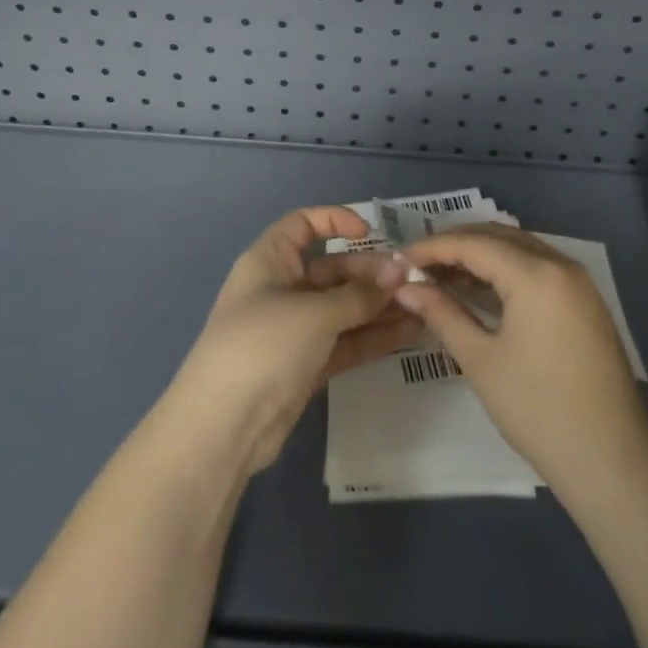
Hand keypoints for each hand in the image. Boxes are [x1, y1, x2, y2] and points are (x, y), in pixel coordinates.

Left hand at [169, 206, 422, 473]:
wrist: (224, 426)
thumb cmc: (263, 345)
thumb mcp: (314, 313)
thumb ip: (359, 295)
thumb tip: (399, 271)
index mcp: (270, 261)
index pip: (302, 225)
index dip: (334, 221)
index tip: (370, 232)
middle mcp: (282, 289)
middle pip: (332, 269)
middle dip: (371, 273)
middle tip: (411, 281)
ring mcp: (295, 329)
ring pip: (344, 308)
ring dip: (379, 306)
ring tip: (423, 306)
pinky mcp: (307, 364)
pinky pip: (345, 340)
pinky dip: (373, 336)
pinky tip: (409, 333)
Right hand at [396, 226, 647, 489]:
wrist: (611, 460)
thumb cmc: (537, 410)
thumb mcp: (480, 360)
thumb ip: (442, 314)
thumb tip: (406, 289)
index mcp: (536, 275)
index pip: (474, 244)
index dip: (433, 247)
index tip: (399, 258)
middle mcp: (560, 264)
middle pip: (499, 237)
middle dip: (456, 244)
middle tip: (418, 263)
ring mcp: (578, 280)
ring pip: (520, 248)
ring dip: (481, 254)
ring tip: (442, 273)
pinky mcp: (585, 299)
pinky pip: (538, 266)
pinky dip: (506, 268)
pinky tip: (480, 287)